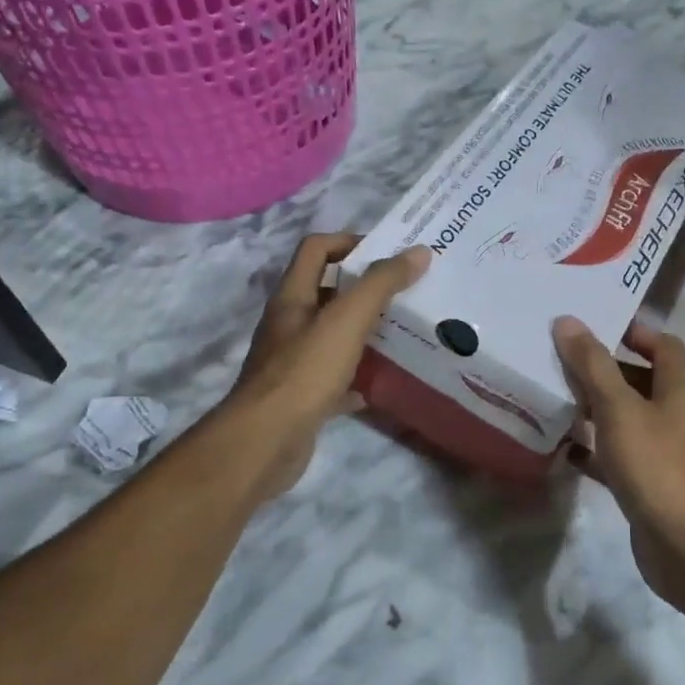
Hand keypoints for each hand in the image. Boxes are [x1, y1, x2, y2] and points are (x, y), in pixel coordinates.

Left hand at [230, 232, 429, 495]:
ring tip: (404, 332)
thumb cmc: (305, 371)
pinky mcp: (302, 397)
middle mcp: (289, 324)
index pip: (316, 249)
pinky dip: (359, 377)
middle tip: (408, 292)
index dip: (349, 242)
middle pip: (327, 292)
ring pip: (333, 336)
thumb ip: (381, 283)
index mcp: (293, 297)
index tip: (389, 254)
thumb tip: (418, 251)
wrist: (266, 442)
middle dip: (366, 288)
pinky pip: (335, 379)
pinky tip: (383, 383)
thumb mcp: (347, 319)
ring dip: (365, 332)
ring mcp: (293, 363)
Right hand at [552, 316, 684, 610]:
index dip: (630, 330)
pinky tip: (561, 445)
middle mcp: (677, 413)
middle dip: (602, 368)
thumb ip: (592, 365)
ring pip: (625, 416)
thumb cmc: (657, 465)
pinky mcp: (649, 481)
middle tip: (557, 357)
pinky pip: (617, 453)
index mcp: (680, 387)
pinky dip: (593, 446)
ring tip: (552, 394)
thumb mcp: (619, 408)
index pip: (660, 343)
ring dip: (594, 406)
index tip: (589, 324)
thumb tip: (568, 321)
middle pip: (639, 378)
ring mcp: (664, 449)